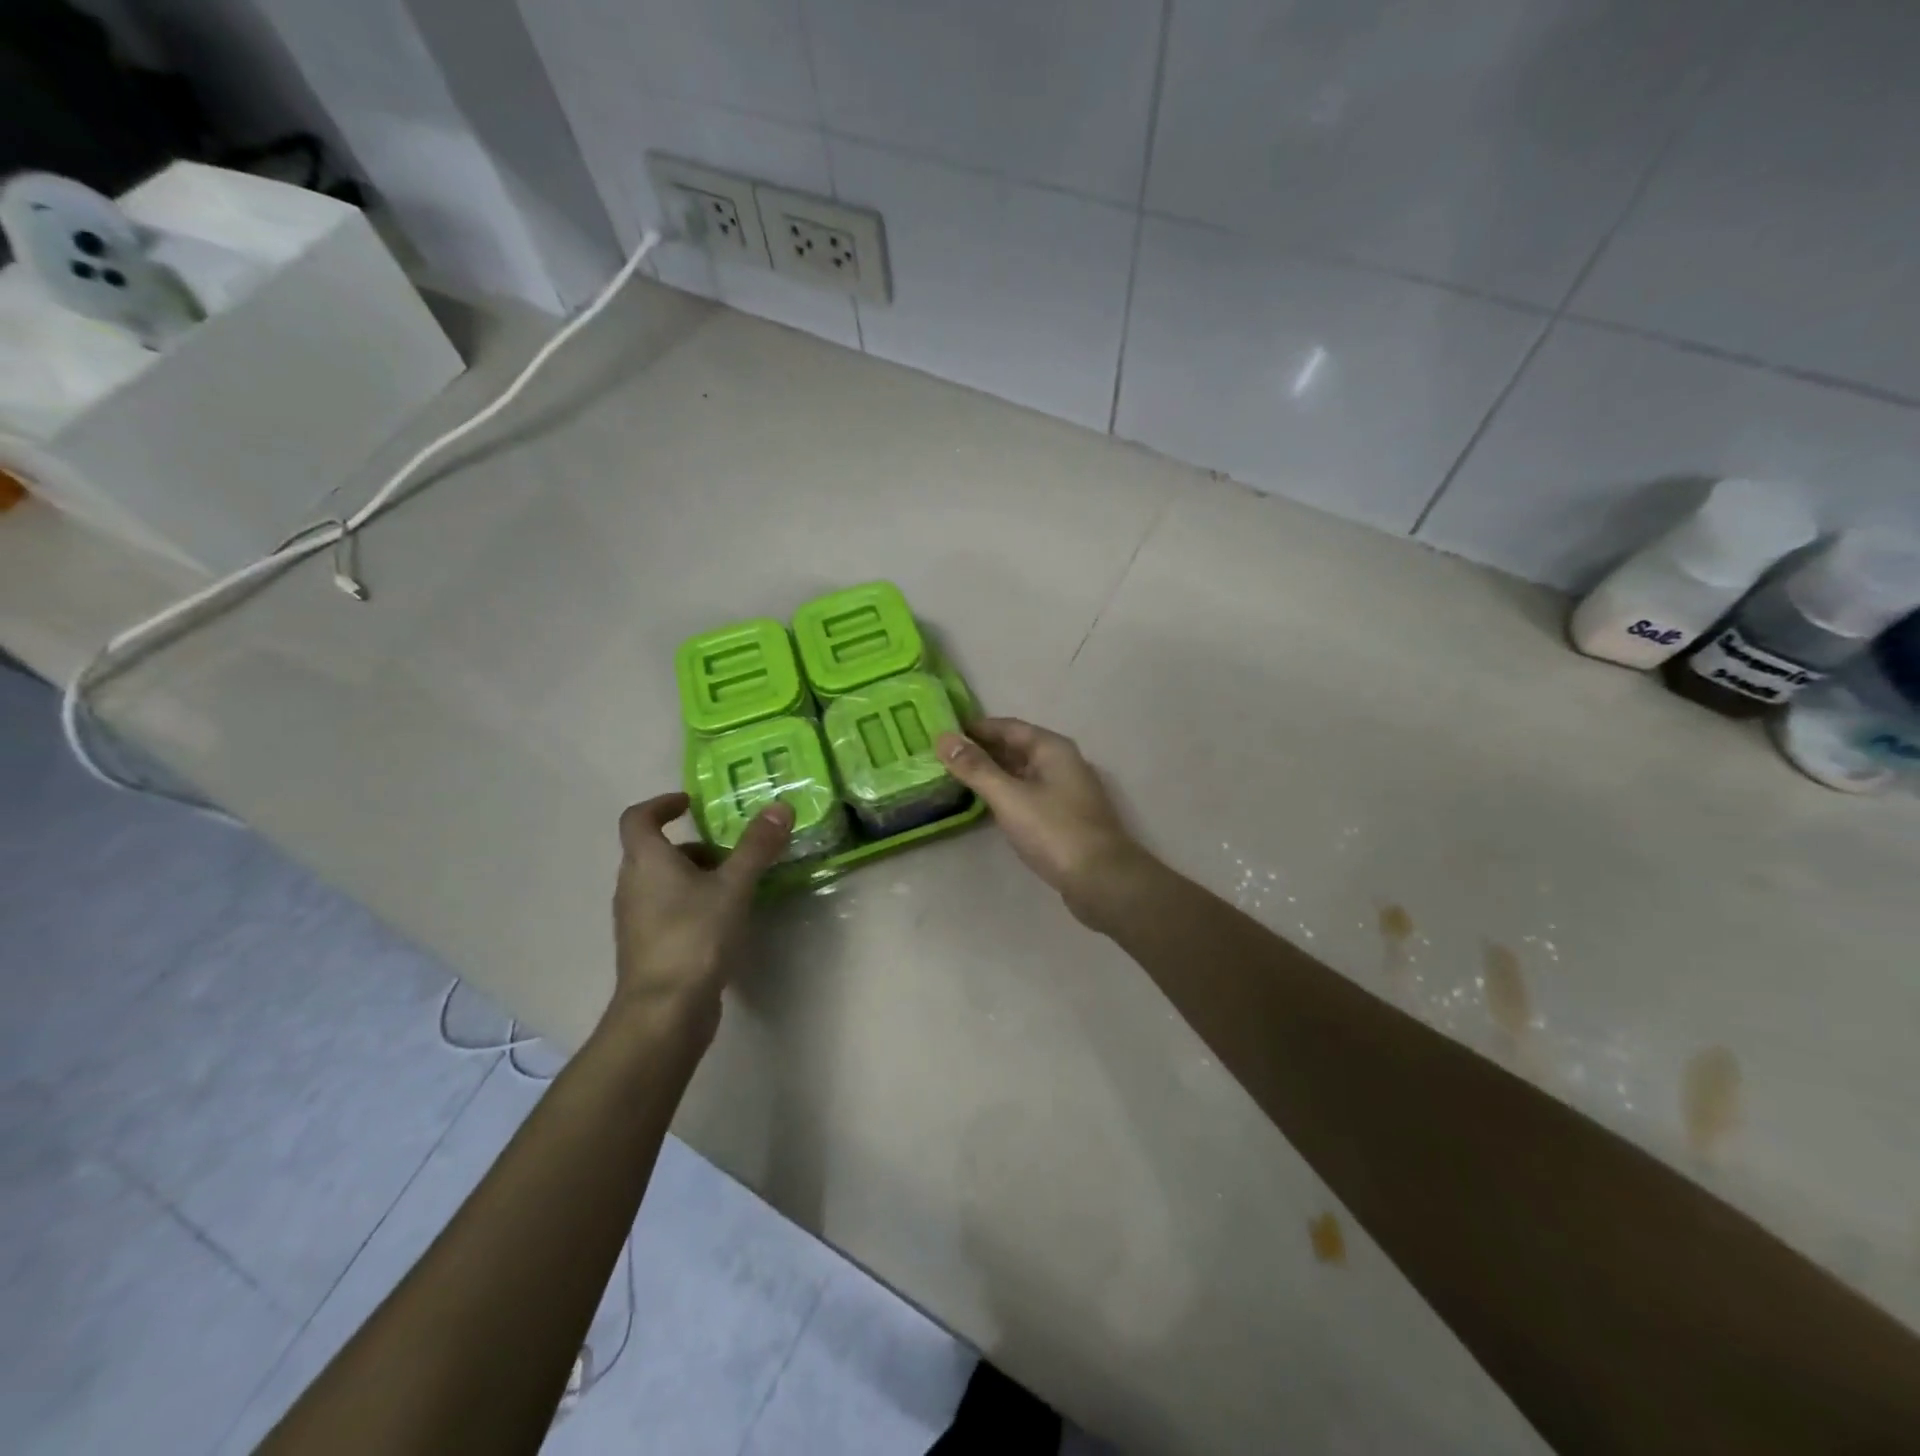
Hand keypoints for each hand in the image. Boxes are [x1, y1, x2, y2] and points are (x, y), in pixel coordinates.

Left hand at [611, 792, 790, 1035]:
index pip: (638, 818)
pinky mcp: (648, 948)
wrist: (664, 1012)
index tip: (690, 803)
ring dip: (694, 875)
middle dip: (692, 845)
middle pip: (654, 852)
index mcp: (646, 862)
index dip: (661, 804)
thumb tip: (780, 806)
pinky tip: (724, 920)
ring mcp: (636, 920)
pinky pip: (667, 910)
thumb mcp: (733, 886)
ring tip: (735, 884)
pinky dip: (691, 903)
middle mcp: (632, 886)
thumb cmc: (694, 937)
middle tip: (730, 849)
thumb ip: (756, 846)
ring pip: (662, 883)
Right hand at [935, 717, 1147, 925]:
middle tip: (943, 758)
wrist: (1102, 880)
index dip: (975, 729)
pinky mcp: (1065, 817)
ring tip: (957, 779)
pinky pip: (1029, 794)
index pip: (1007, 727)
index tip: (943, 734)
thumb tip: (943, 737)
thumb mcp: (1009, 797)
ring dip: (993, 774)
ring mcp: (1066, 791)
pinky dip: (1007, 793)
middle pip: (1016, 747)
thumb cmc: (1054, 831)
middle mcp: (1062, 762)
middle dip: (982, 751)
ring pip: (1022, 773)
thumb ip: (975, 768)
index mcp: (1052, 748)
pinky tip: (987, 806)